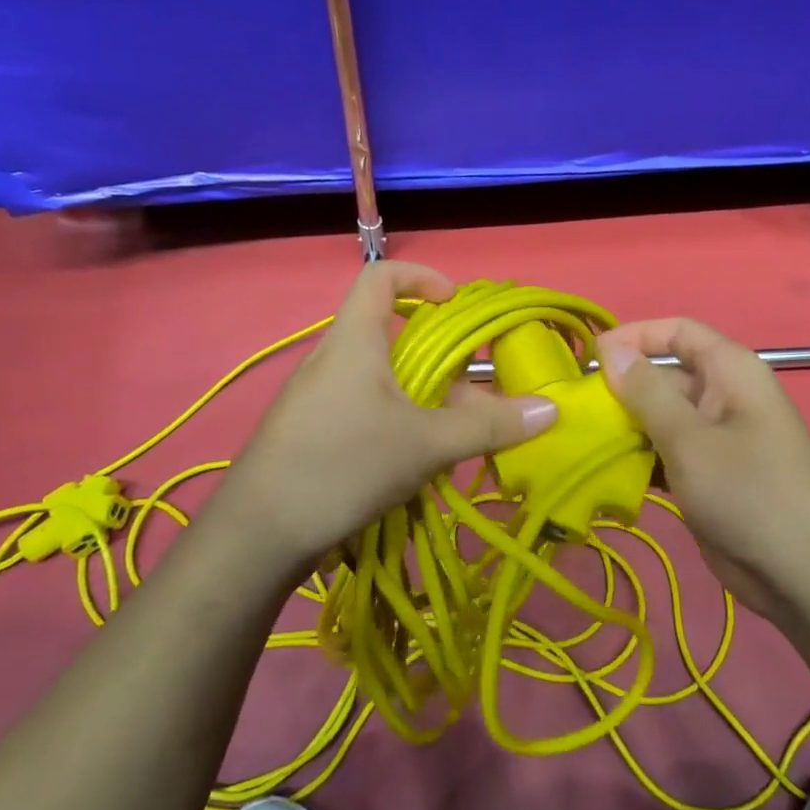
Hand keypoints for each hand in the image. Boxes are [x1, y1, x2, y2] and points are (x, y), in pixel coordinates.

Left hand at [212, 262, 557, 587]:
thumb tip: (550, 409)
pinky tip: (414, 459)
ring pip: (380, 375)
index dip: (421, 277)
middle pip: (390, 332)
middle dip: (438, 356)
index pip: (380, 276)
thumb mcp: (426, 445)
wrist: (258, 533)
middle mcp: (332, 357)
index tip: (455, 303)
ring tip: (451, 434)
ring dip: (421, 394)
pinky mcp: (309, 429)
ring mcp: (316, 395)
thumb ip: (489, 426)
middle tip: (471, 391)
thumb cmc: (343, 465)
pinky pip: (363, 404)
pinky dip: (397, 416)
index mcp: (354, 340)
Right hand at [597, 317, 809, 628]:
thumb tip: (611, 350)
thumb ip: (647, 392)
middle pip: (665, 376)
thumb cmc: (747, 490)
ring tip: (581, 441)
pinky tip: (606, 473)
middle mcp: (723, 395)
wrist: (801, 572)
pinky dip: (640, 458)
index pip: (677, 332)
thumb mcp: (689, 438)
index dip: (635, 336)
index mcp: (730, 370)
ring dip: (626, 427)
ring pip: (661, 418)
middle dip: (622, 389)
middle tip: (576, 410)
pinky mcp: (708, 475)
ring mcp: (716, 438)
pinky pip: (667, 452)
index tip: (590, 357)